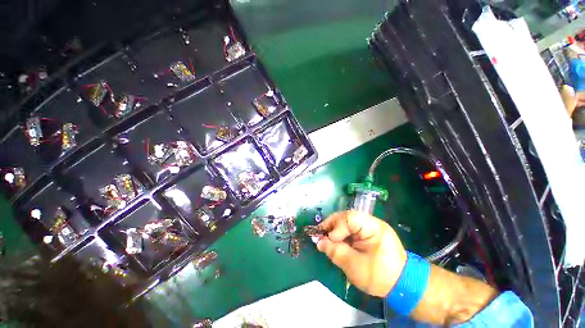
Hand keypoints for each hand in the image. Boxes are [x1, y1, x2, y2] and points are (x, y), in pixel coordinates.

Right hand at [316, 210, 406, 296]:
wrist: (403, 285)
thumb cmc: (380, 276)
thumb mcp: (354, 266)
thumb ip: (335, 252)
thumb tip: (319, 242)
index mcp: (373, 227)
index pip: (349, 218)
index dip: (336, 227)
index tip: (327, 239)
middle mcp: (372, 222)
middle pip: (347, 217)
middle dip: (333, 225)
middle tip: (322, 235)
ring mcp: (371, 227)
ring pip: (347, 222)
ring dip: (336, 229)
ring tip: (327, 238)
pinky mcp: (369, 233)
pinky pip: (352, 229)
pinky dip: (342, 234)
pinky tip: (337, 241)